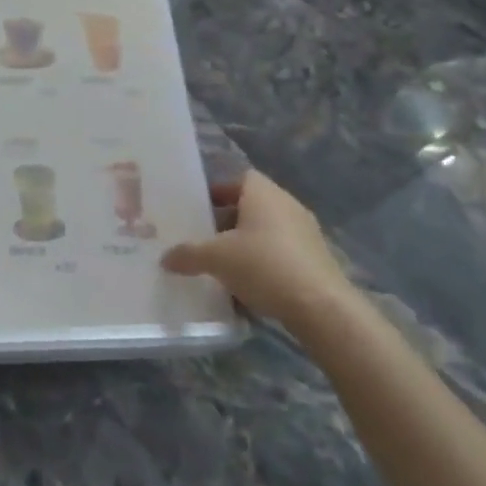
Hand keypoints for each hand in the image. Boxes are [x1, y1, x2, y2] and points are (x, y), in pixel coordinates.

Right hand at [161, 170, 357, 330]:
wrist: (321, 307)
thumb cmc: (263, 265)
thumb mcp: (215, 259)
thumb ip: (188, 255)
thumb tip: (165, 259)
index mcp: (263, 194)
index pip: (240, 178)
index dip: (218, 190)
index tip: (199, 209)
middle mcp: (288, 205)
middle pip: (252, 205)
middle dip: (228, 220)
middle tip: (204, 238)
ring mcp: (306, 233)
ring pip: (267, 230)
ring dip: (246, 243)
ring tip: (222, 264)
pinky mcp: (316, 260)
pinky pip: (282, 252)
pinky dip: (264, 262)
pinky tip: (248, 285)